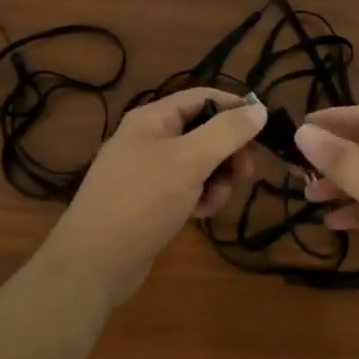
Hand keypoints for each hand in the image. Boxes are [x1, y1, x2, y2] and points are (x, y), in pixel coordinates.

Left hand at [41, 88, 267, 306]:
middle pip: (203, 131)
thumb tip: (259, 109)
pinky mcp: (148, 200)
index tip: (264, 130)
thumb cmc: (142, 201)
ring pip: (198, 163)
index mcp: (152, 118)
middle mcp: (148, 138)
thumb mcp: (190, 161)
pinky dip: (198, 197)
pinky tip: (199, 216)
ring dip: (216, 180)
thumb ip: (227, 132)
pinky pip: (185, 187)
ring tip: (213, 202)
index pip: (203, 97)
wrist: (94, 261)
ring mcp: (146, 170)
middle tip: (245, 174)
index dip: (235, 108)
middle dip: (228, 152)